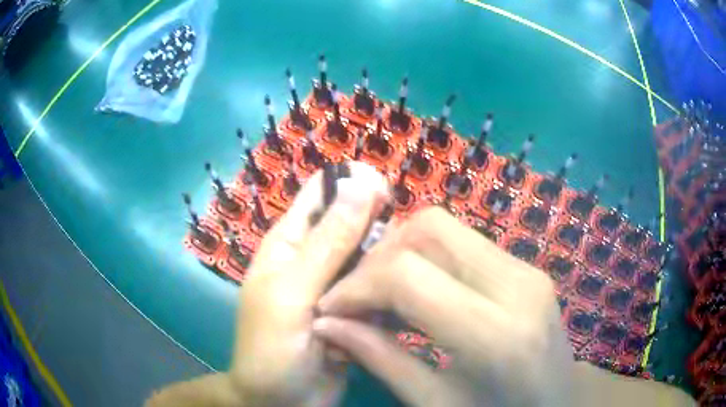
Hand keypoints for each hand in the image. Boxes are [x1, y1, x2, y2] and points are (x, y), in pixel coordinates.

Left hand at [146, 162, 388, 406]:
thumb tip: (360, 184)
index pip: (321, 191)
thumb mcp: (293, 293)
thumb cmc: (272, 348)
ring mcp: (338, 286)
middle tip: (395, 255)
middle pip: (354, 223)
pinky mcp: (356, 310)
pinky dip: (388, 293)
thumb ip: (328, 243)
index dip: (352, 183)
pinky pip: (378, 288)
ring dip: (385, 267)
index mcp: (290, 242)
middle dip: (377, 231)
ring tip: (388, 291)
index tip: (386, 194)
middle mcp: (315, 257)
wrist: (281, 400)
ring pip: (372, 257)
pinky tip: (394, 309)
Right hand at [313, 206, 574, 405]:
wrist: (559, 405)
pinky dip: (427, 259)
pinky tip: (417, 295)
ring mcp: (527, 268)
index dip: (357, 286)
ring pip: (445, 227)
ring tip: (381, 297)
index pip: (408, 275)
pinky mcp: (526, 267)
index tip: (330, 309)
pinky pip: (465, 243)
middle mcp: (517, 284)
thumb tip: (327, 325)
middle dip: (378, 257)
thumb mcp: (436, 403)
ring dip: (401, 253)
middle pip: (428, 228)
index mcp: (497, 333)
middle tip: (356, 298)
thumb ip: (381, 360)